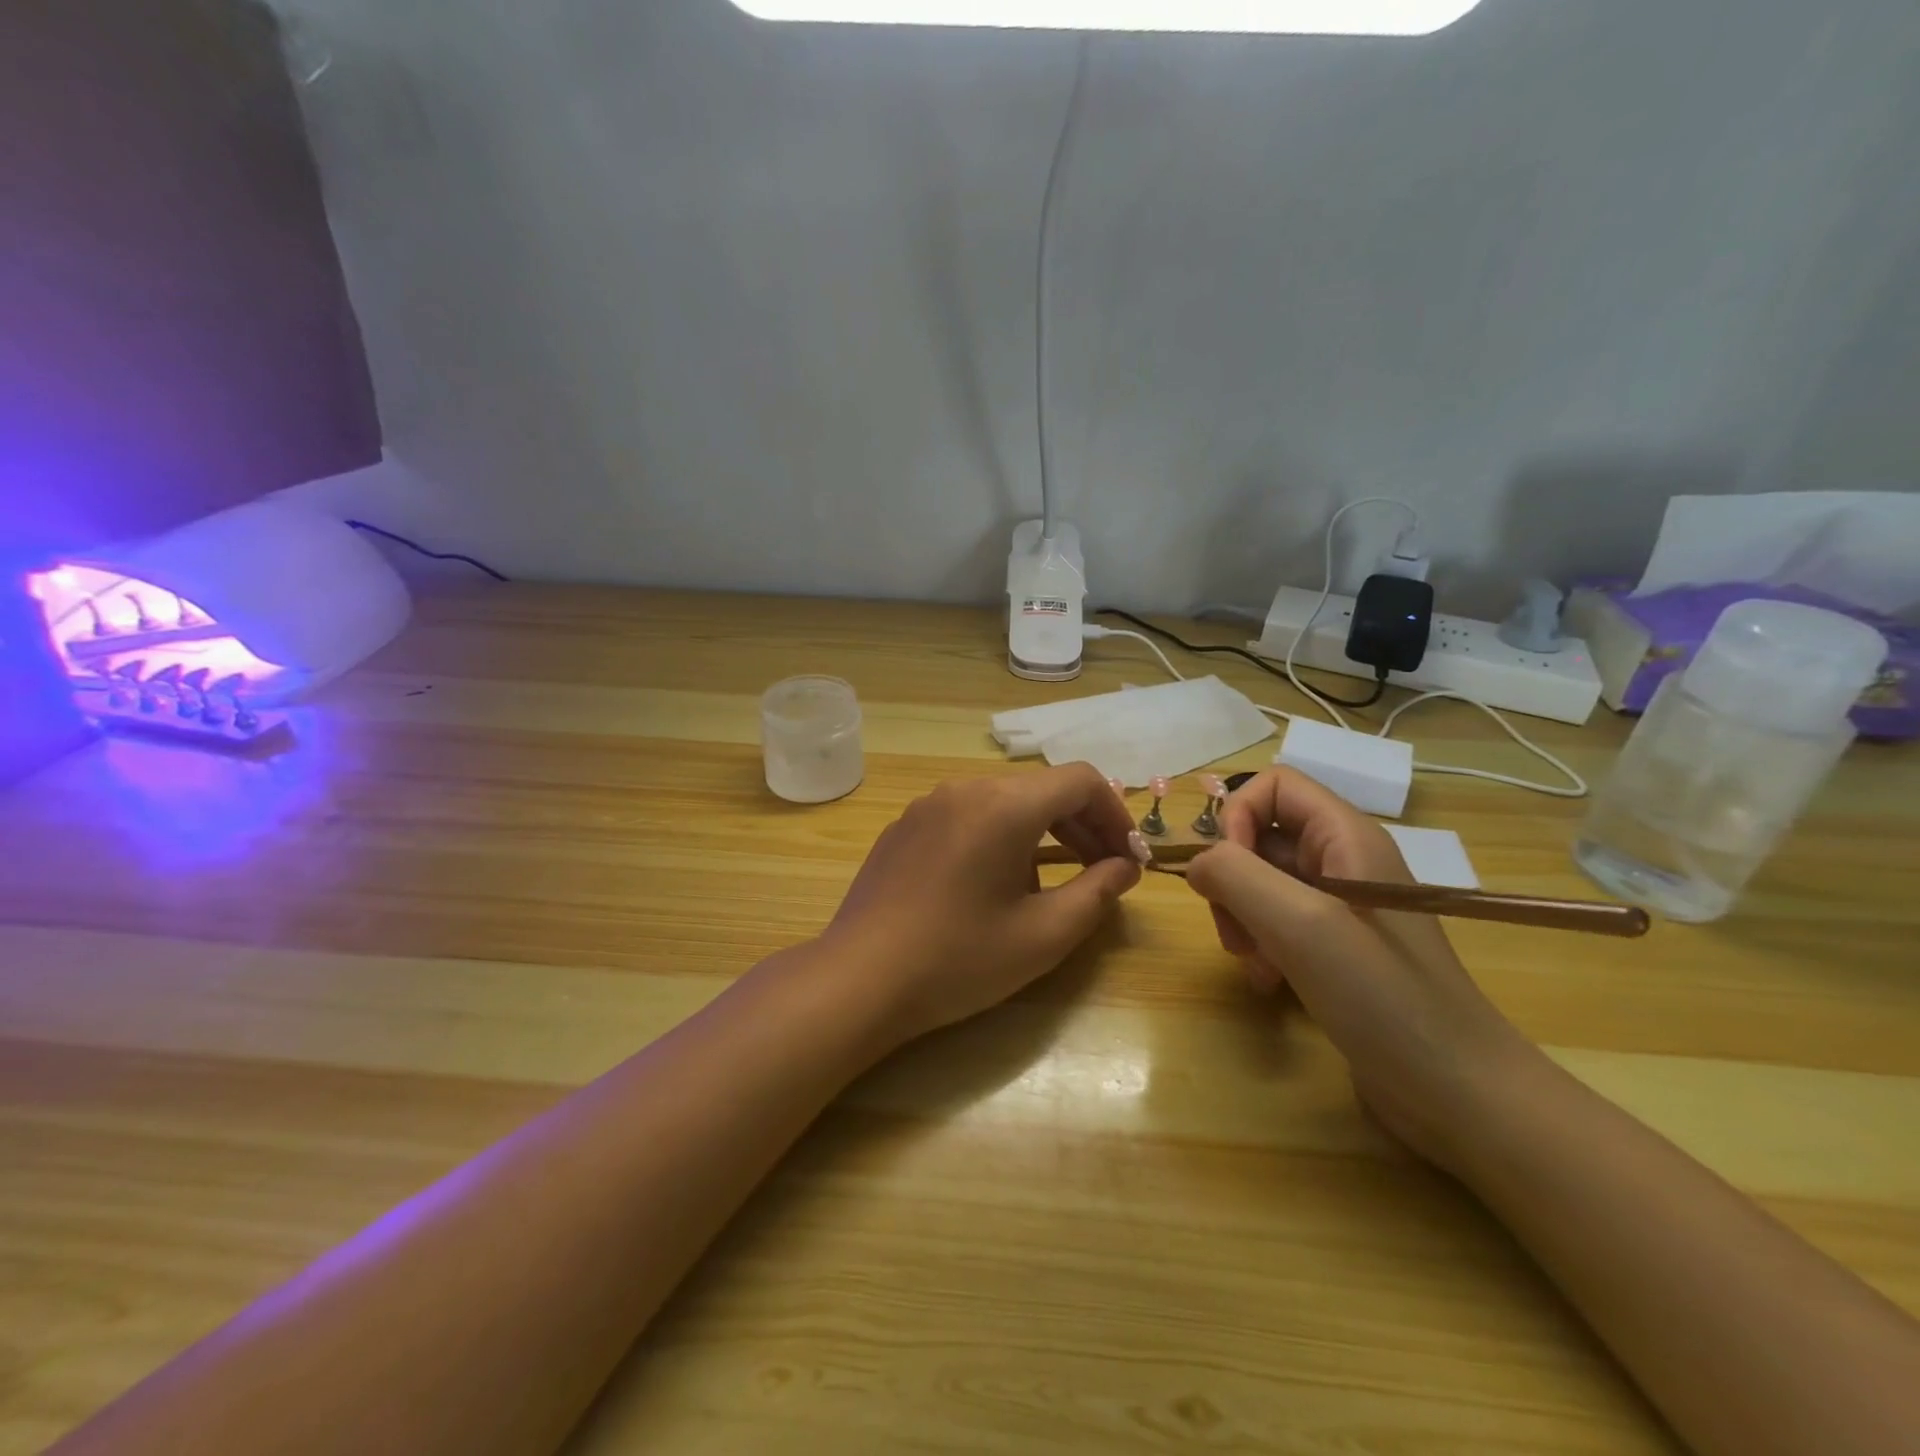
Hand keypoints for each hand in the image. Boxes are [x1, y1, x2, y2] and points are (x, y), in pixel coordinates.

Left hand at [818, 764, 1143, 1048]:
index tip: (1128, 859)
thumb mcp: (1043, 935)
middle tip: (1103, 873)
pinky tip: (993, 884)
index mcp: (1004, 805)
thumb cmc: (958, 959)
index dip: (1115, 814)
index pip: (1081, 780)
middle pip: (1042, 789)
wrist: (858, 979)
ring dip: (1042, 831)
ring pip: (1004, 801)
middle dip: (1082, 825)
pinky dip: (999, 836)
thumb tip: (1124, 867)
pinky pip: (968, 815)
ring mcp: (929, 804)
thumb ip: (1097, 893)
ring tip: (1052, 883)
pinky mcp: (905, 826)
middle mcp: (966, 789)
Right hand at [1183, 768, 1538, 1170]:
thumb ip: (1237, 875)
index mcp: (1347, 837)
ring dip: (1242, 918)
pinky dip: (1260, 944)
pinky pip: (1277, 921)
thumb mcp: (1301, 926)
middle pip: (1260, 836)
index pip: (1273, 786)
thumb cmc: (1384, 998)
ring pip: (1261, 882)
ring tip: (1253, 964)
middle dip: (1233, 879)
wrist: (1459, 1093)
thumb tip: (1197, 863)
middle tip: (1235, 933)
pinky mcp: (1335, 945)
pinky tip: (1267, 981)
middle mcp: (1343, 860)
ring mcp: (1341, 905)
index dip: (1237, 817)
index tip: (1226, 873)